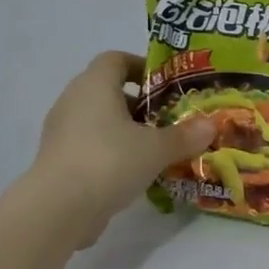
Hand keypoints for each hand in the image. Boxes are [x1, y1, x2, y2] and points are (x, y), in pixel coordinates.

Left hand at [28, 52, 216, 243]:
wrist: (58, 209)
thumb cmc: (110, 161)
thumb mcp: (157, 148)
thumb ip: (185, 136)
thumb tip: (211, 126)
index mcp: (95, 85)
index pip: (115, 59)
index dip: (140, 66)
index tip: (164, 85)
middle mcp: (73, 101)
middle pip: (107, 90)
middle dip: (139, 103)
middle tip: (167, 120)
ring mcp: (61, 131)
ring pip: (98, 120)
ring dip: (125, 129)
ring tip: (155, 148)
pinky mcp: (57, 159)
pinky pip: (89, 144)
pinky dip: (111, 151)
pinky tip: (133, 172)